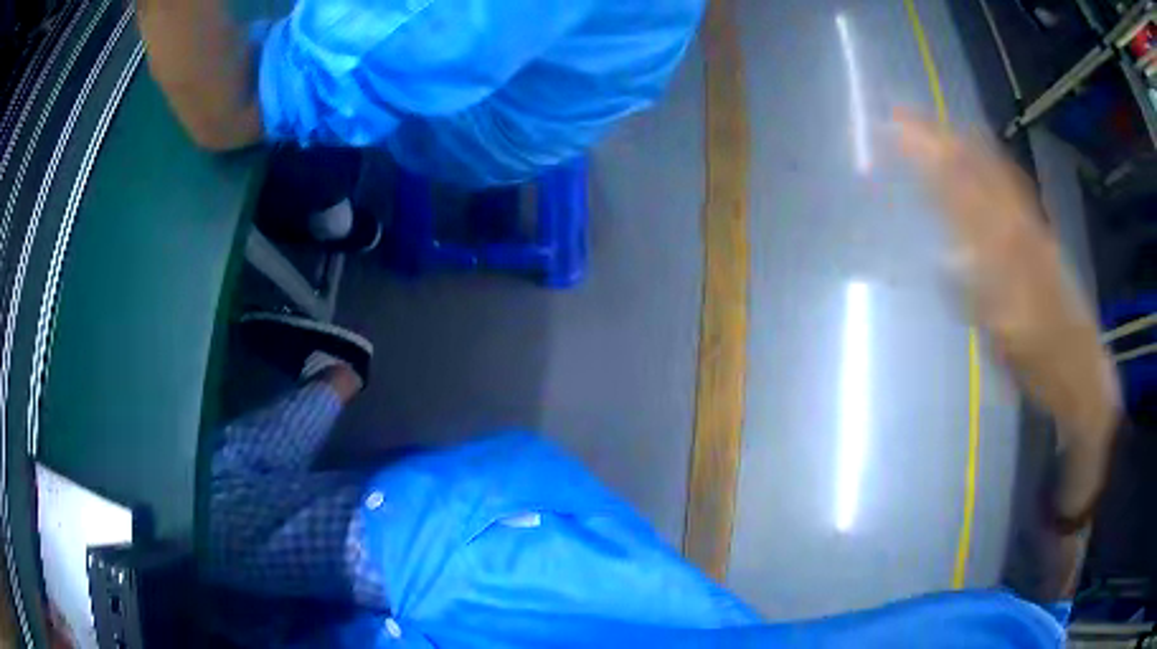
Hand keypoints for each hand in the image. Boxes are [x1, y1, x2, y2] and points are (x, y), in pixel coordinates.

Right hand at [896, 110, 1121, 597]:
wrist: (1083, 373)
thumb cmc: (1041, 366)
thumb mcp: (1005, 341)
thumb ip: (978, 295)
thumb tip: (948, 257)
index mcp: (1008, 251)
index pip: (962, 190)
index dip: (928, 158)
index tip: (894, 132)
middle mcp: (1020, 227)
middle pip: (977, 168)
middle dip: (938, 138)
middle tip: (902, 116)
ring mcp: (1033, 228)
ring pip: (996, 170)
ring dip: (962, 141)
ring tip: (935, 123)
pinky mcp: (1042, 236)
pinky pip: (1013, 186)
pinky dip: (992, 161)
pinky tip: (983, 154)